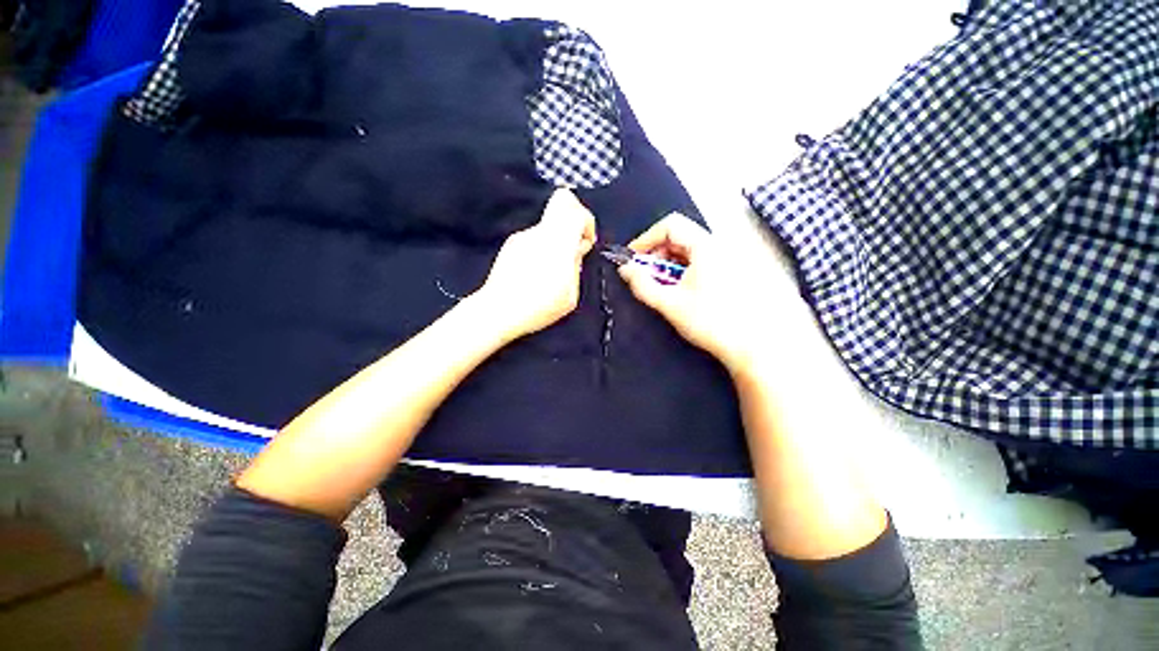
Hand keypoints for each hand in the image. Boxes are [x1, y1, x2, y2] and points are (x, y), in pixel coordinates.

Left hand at [473, 189, 596, 342]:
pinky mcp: (510, 245)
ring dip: (557, 242)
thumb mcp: (570, 295)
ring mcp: (522, 237)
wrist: (498, 311)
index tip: (586, 243)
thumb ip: (576, 266)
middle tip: (573, 252)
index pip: (576, 211)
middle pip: (561, 208)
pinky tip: (536, 274)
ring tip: (552, 271)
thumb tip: (577, 250)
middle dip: (573, 227)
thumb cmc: (538, 307)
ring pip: (548, 227)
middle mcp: (539, 233)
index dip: (587, 223)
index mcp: (558, 244)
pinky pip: (534, 239)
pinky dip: (542, 249)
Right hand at [618, 214, 772, 374]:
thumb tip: (625, 269)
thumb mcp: (669, 303)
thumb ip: (642, 284)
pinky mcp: (730, 272)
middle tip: (644, 276)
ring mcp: (727, 258)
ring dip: (668, 264)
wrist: (751, 345)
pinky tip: (679, 291)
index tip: (632, 259)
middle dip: (656, 253)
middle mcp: (719, 246)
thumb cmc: (710, 322)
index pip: (670, 225)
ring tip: (661, 286)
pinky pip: (699, 261)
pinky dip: (682, 271)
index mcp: (705, 247)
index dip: (646, 239)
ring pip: (688, 250)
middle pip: (679, 236)